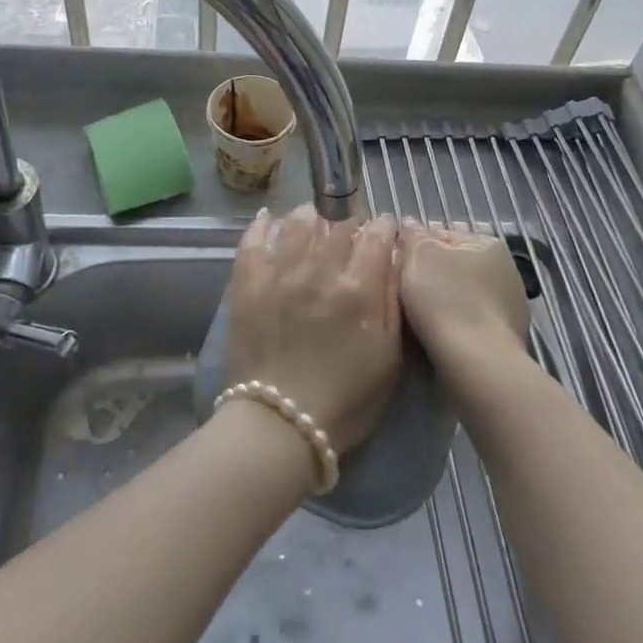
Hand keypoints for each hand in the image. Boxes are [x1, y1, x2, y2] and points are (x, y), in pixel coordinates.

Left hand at [223, 205, 402, 452]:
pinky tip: (270, 219)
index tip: (385, 229)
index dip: (383, 227)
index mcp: (359, 289)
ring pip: (298, 224)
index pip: (376, 235)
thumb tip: (395, 258)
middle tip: (351, 233)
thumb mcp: (389, 356)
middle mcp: (320, 270)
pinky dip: (264, 225)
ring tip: (314, 220)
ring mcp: (280, 272)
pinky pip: (255, 239)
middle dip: (350, 224)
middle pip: (339, 225)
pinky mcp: (247, 282)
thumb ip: (393, 301)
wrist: (280, 425)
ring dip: (312, 217)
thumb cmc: (346, 399)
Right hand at [398, 224, 531, 388]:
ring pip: (463, 295)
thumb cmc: (445, 299)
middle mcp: (506, 270)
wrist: (476, 363)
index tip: (396, 266)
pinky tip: (437, 337)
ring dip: (443, 301)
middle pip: (454, 266)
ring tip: (416, 318)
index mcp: (488, 243)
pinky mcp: (507, 338)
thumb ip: (413, 235)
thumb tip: (409, 224)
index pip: (442, 235)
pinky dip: (455, 324)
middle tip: (401, 291)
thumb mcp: (419, 255)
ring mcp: (510, 306)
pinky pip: (471, 322)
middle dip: (430, 275)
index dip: (415, 248)